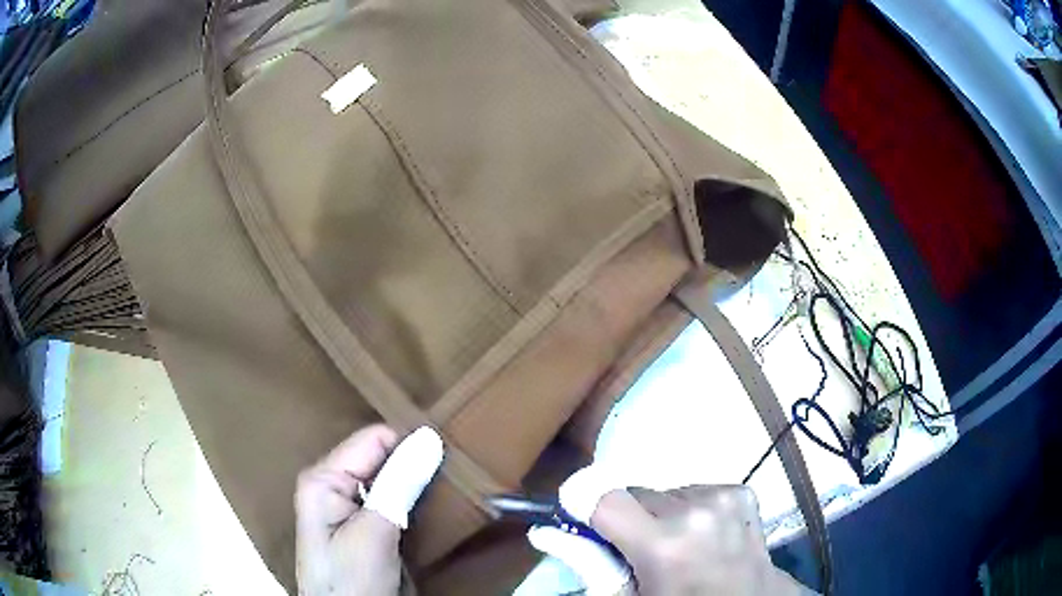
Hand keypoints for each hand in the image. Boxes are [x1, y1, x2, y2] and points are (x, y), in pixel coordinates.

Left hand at [295, 425, 443, 595]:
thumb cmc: (351, 579)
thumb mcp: (373, 534)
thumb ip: (398, 485)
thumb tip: (430, 437)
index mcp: (324, 479)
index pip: (373, 440)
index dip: (410, 443)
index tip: (449, 454)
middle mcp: (335, 486)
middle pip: (383, 458)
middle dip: (417, 463)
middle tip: (458, 470)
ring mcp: (353, 509)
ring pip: (394, 480)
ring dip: (421, 483)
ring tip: (455, 486)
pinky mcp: (370, 528)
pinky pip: (398, 502)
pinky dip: (419, 502)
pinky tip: (441, 505)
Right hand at [529, 467, 811, 594]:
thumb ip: (588, 563)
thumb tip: (544, 532)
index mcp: (662, 545)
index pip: (600, 494)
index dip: (583, 504)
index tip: (580, 518)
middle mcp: (694, 511)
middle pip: (633, 493)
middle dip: (628, 518)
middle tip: (640, 551)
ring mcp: (723, 497)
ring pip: (663, 492)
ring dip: (660, 514)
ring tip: (678, 546)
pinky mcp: (740, 491)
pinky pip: (693, 489)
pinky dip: (689, 509)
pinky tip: (704, 536)